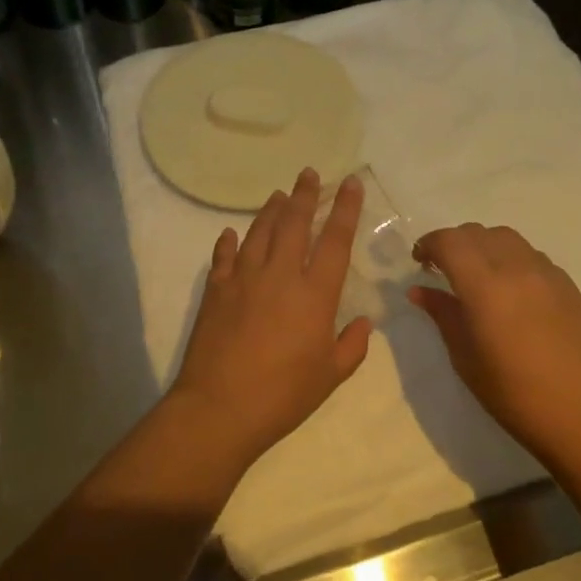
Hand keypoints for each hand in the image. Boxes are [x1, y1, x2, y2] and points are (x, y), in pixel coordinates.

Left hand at [165, 169, 371, 470]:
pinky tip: (231, 233)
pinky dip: (228, 242)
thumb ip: (352, 346)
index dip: (346, 209)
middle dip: (305, 194)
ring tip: (278, 195)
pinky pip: (224, 256)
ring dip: (271, 210)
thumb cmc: (283, 395)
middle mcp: (279, 275)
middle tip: (309, 173)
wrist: (220, 407)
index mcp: (314, 294)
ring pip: (259, 232)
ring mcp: (243, 278)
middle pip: (294, 223)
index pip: (335, 240)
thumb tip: (364, 323)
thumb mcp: (330, 376)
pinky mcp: (216, 290)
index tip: (351, 183)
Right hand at [410, 224, 580, 461]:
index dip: (429, 244)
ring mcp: (548, 274)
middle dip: (454, 243)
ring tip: (477, 275)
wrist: (580, 416)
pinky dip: (511, 259)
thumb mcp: (464, 356)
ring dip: (483, 246)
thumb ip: (442, 314)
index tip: (419, 262)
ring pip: (507, 238)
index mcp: (485, 286)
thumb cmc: (511, 393)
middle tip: (442, 269)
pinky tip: (510, 291)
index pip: (450, 242)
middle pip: (477, 233)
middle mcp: (517, 269)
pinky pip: (532, 256)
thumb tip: (419, 291)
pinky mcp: (569, 286)